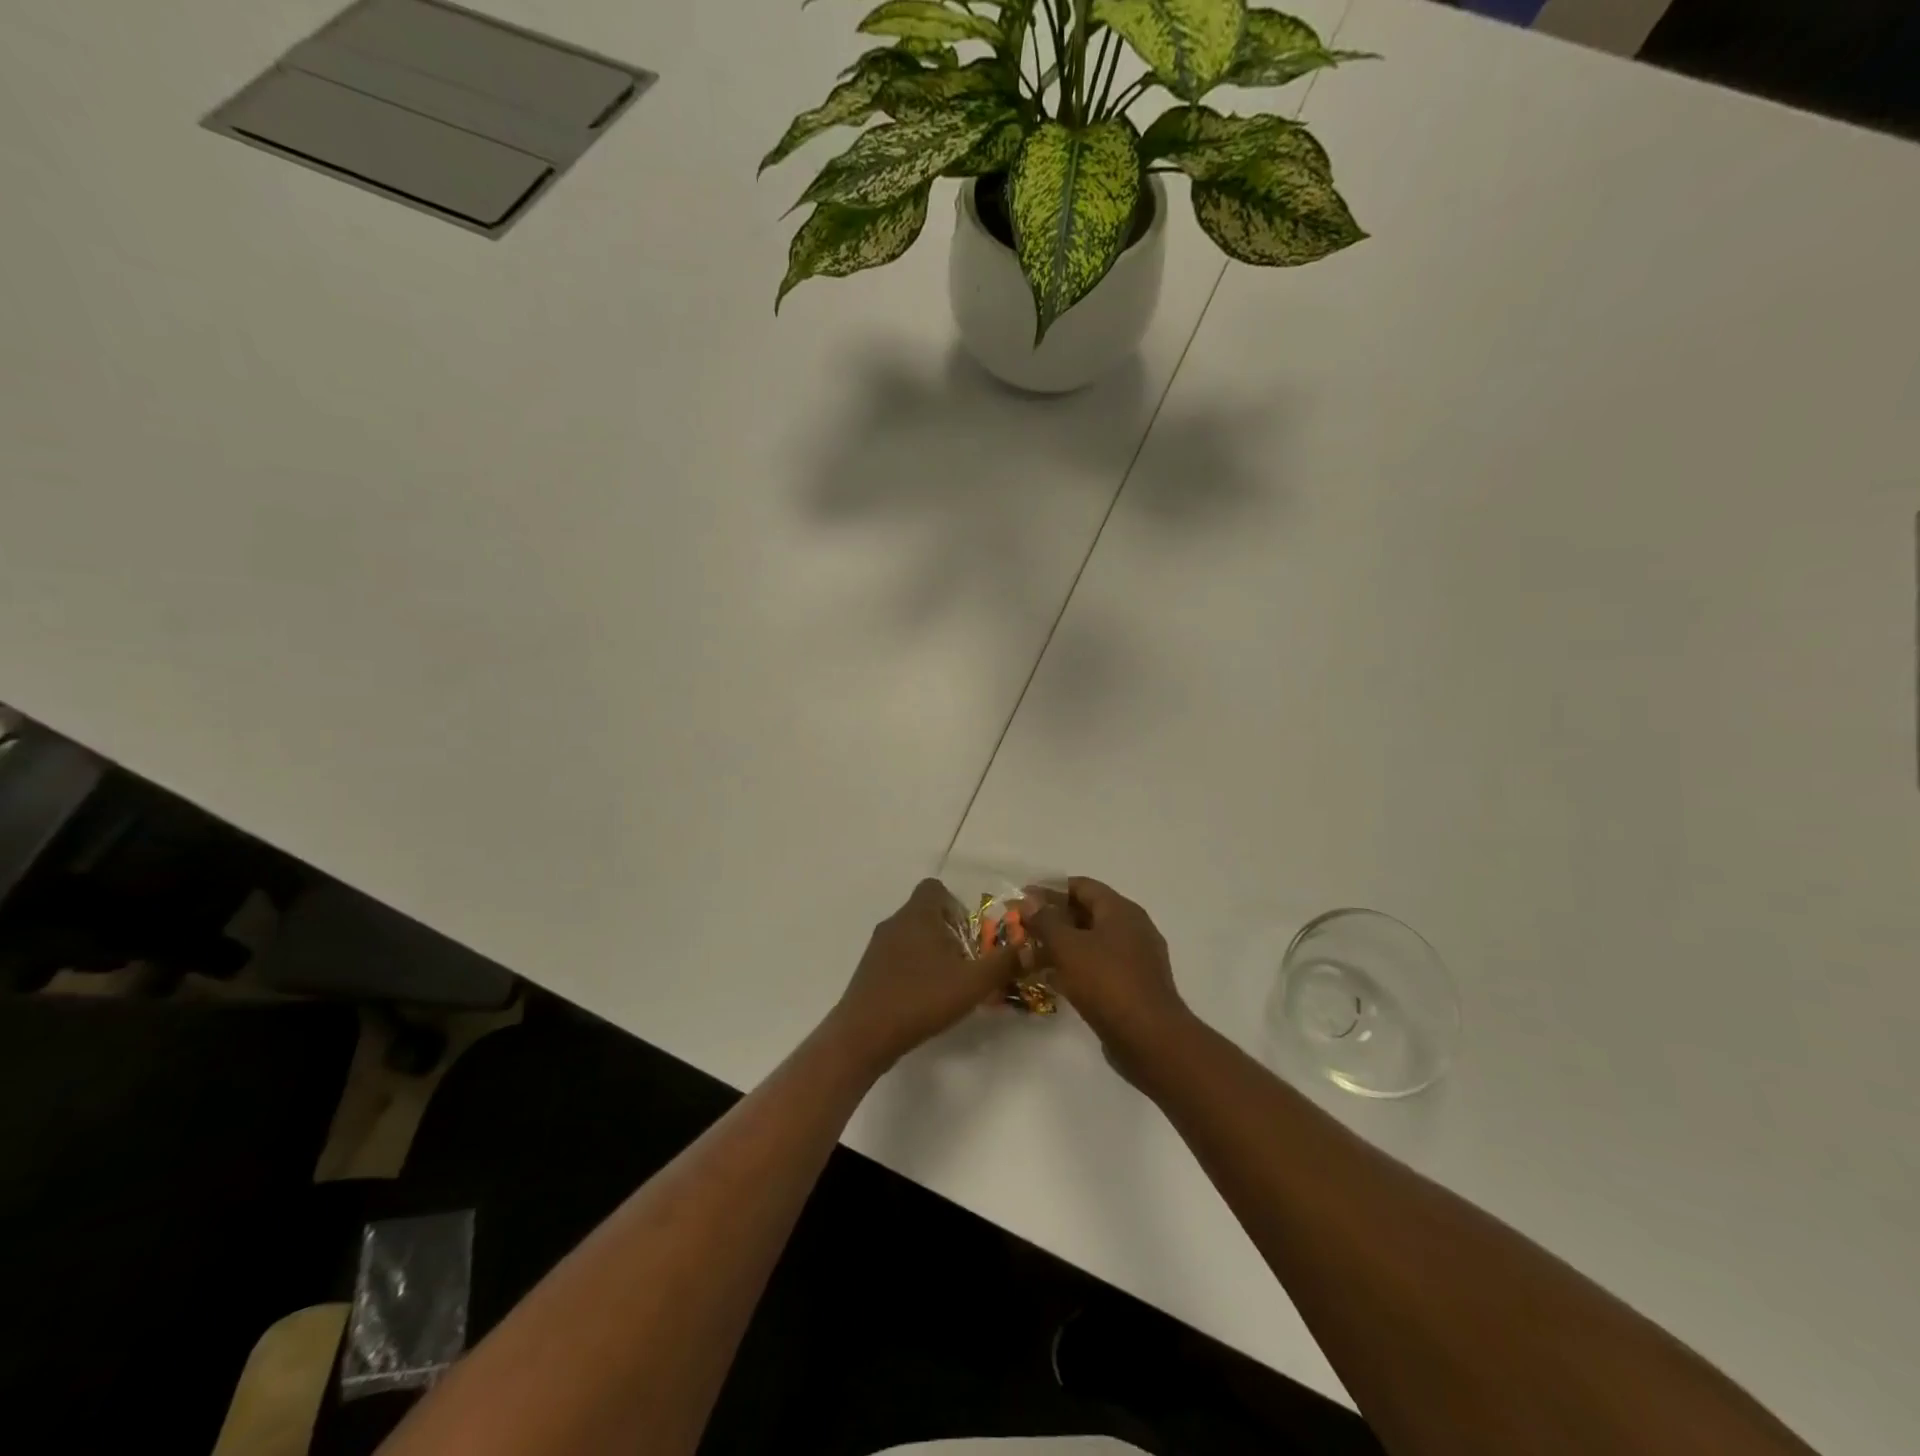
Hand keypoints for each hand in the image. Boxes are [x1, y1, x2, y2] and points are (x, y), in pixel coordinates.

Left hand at [826, 879, 1019, 1072]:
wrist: (865, 1034)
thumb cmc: (921, 998)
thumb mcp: (973, 982)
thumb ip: (1004, 962)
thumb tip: (1030, 947)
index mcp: (918, 914)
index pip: (935, 888)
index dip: (956, 905)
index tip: (970, 933)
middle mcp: (895, 922)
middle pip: (926, 912)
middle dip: (949, 932)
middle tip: (967, 961)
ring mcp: (878, 946)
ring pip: (911, 936)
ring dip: (932, 952)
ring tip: (949, 982)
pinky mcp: (869, 970)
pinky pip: (897, 957)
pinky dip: (914, 968)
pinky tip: (924, 997)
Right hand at [1025, 877, 1191, 1064]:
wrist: (1149, 1039)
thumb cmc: (1106, 982)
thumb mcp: (1068, 947)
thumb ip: (1046, 920)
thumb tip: (1030, 899)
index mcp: (1121, 910)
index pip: (1082, 886)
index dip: (1050, 889)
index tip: (1023, 899)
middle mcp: (1132, 928)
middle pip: (1087, 913)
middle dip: (1054, 920)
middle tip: (1024, 929)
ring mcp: (1136, 959)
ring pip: (1092, 942)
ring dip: (1062, 946)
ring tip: (1031, 956)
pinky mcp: (1134, 986)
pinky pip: (1100, 967)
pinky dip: (1076, 968)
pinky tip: (1052, 981)